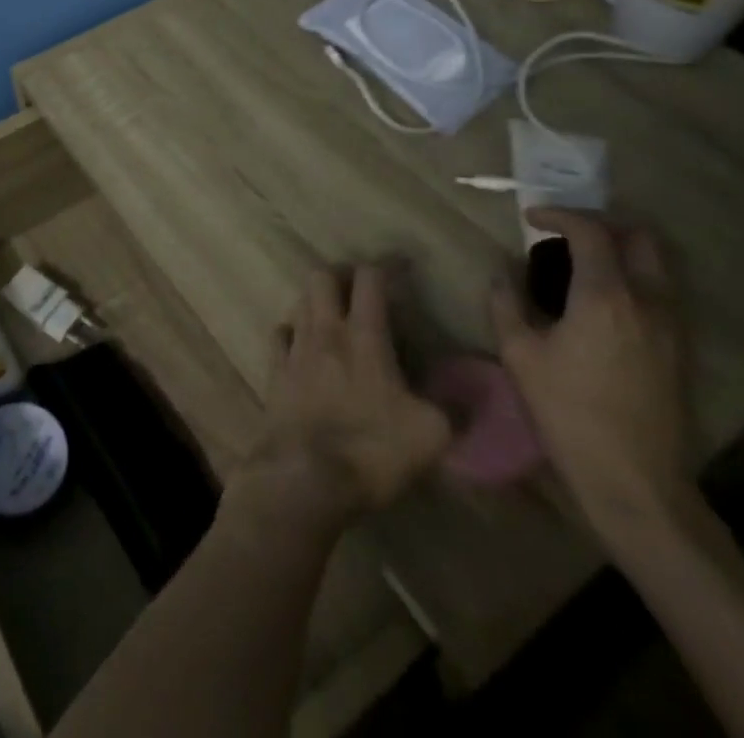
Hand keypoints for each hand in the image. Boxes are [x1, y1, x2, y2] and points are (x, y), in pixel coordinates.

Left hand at [232, 265, 451, 534]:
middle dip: (340, 274)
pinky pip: (279, 335)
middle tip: (359, 289)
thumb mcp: (431, 435)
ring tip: (333, 315)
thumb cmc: (373, 449)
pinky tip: (301, 344)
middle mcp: (325, 331)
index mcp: (365, 336)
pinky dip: (291, 332)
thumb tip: (468, 398)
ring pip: (299, 301)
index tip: (401, 267)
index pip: (370, 280)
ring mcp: (295, 349)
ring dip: (316, 301)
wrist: (306, 477)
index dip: (386, 266)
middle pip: (322, 277)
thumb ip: (451, 409)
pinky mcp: (275, 372)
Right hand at [489, 209, 692, 541]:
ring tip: (582, 265)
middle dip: (602, 225)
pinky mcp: (681, 351)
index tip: (531, 219)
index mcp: (605, 297)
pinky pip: (661, 295)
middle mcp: (648, 302)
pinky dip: (634, 281)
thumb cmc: (568, 412)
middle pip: (640, 238)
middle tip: (567, 234)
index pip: (590, 232)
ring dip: (622, 252)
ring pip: (657, 266)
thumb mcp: (519, 354)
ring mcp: (672, 327)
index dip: (558, 216)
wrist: (634, 481)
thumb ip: (506, 303)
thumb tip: (503, 272)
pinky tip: (603, 303)